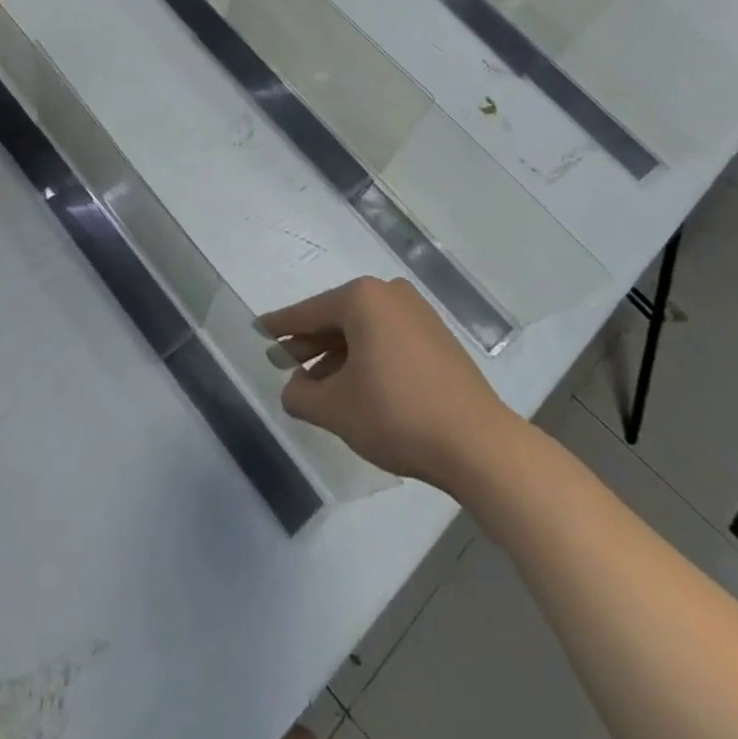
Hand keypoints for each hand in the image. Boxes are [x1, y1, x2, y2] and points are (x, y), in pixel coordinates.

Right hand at [259, 277, 516, 489]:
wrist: (478, 444)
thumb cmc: (396, 415)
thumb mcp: (335, 408)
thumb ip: (300, 394)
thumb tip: (294, 387)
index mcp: (363, 299)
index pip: (308, 312)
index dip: (280, 327)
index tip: (259, 331)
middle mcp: (390, 294)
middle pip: (336, 318)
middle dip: (310, 343)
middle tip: (283, 362)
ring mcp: (418, 314)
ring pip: (363, 330)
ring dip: (337, 355)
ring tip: (316, 383)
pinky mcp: (437, 338)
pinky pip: (387, 339)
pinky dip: (366, 357)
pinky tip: (354, 385)